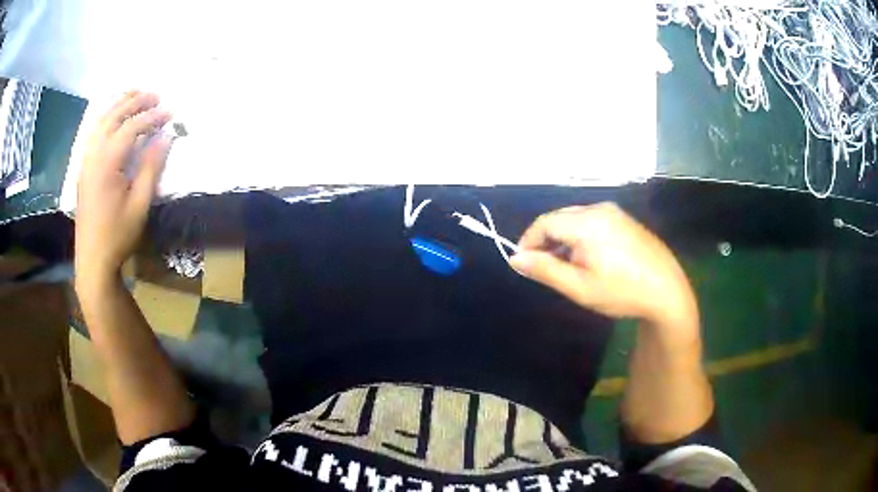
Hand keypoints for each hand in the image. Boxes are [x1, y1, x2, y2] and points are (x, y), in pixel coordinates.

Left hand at [75, 92, 172, 286]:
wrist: (93, 260)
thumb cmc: (117, 235)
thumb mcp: (139, 204)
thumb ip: (151, 167)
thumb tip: (165, 137)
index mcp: (107, 162)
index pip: (131, 127)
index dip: (152, 117)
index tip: (170, 112)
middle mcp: (94, 154)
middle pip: (114, 116)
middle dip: (135, 102)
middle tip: (155, 95)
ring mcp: (86, 161)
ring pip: (101, 121)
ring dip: (119, 105)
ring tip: (135, 95)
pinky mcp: (84, 169)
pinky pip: (94, 133)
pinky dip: (106, 118)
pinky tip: (114, 118)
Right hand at [510, 203, 697, 329]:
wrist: (667, 291)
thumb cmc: (622, 292)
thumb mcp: (579, 287)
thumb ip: (545, 270)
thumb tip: (515, 258)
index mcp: (587, 223)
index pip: (544, 222)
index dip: (529, 241)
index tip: (524, 263)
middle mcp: (600, 209)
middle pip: (560, 218)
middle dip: (546, 240)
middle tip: (545, 268)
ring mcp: (615, 212)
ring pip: (576, 219)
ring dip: (563, 239)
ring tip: (567, 266)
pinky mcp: (625, 220)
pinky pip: (593, 221)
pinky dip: (581, 236)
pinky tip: (589, 258)